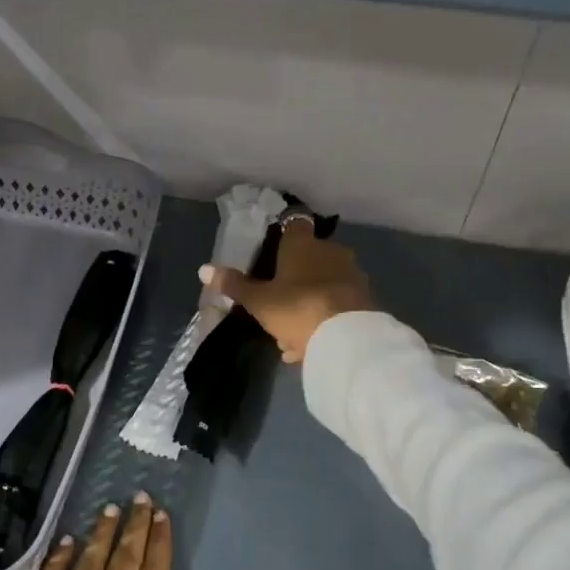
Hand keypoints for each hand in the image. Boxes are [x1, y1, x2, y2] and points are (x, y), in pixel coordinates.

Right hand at [201, 227, 372, 363]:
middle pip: (310, 258)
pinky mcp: (365, 300)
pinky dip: (324, 319)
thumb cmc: (297, 307)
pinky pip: (337, 305)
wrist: (348, 337)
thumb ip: (234, 285)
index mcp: (303, 245)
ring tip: (291, 334)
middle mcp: (331, 252)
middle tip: (277, 304)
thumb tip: (204, 269)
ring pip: (324, 284)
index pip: (294, 225)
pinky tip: (310, 344)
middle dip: (295, 279)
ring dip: (309, 303)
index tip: (274, 248)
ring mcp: (352, 275)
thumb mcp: (258, 301)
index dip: (284, 234)